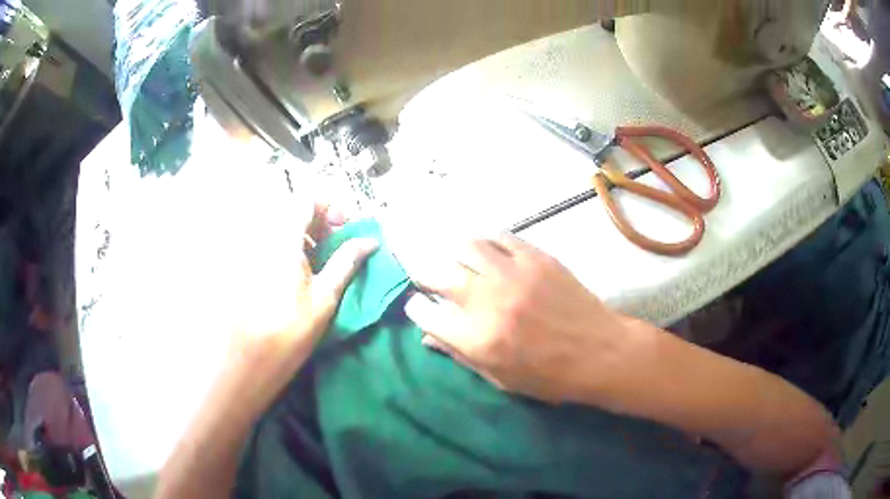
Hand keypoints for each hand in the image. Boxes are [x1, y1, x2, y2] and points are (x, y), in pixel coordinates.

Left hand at [225, 202, 376, 416]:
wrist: (251, 356)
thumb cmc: (291, 328)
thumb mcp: (326, 296)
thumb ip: (346, 262)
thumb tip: (370, 241)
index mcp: (285, 238)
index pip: (308, 199)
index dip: (331, 207)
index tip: (345, 229)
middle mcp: (265, 236)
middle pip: (294, 210)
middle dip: (320, 221)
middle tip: (337, 245)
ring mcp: (254, 250)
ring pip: (283, 226)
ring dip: (306, 234)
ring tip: (322, 260)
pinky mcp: (249, 264)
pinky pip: (272, 242)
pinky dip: (291, 246)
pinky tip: (301, 271)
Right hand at [405, 234, 652, 404]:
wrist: (599, 353)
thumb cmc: (549, 376)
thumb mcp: (499, 377)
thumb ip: (460, 354)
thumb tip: (427, 335)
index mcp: (477, 338)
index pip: (425, 312)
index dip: (417, 308)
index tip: (421, 307)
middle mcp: (488, 300)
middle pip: (437, 273)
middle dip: (424, 274)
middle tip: (430, 278)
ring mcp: (513, 274)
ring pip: (465, 245)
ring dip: (454, 252)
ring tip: (458, 261)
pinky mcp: (536, 258)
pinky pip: (500, 238)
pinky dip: (488, 244)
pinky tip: (490, 253)